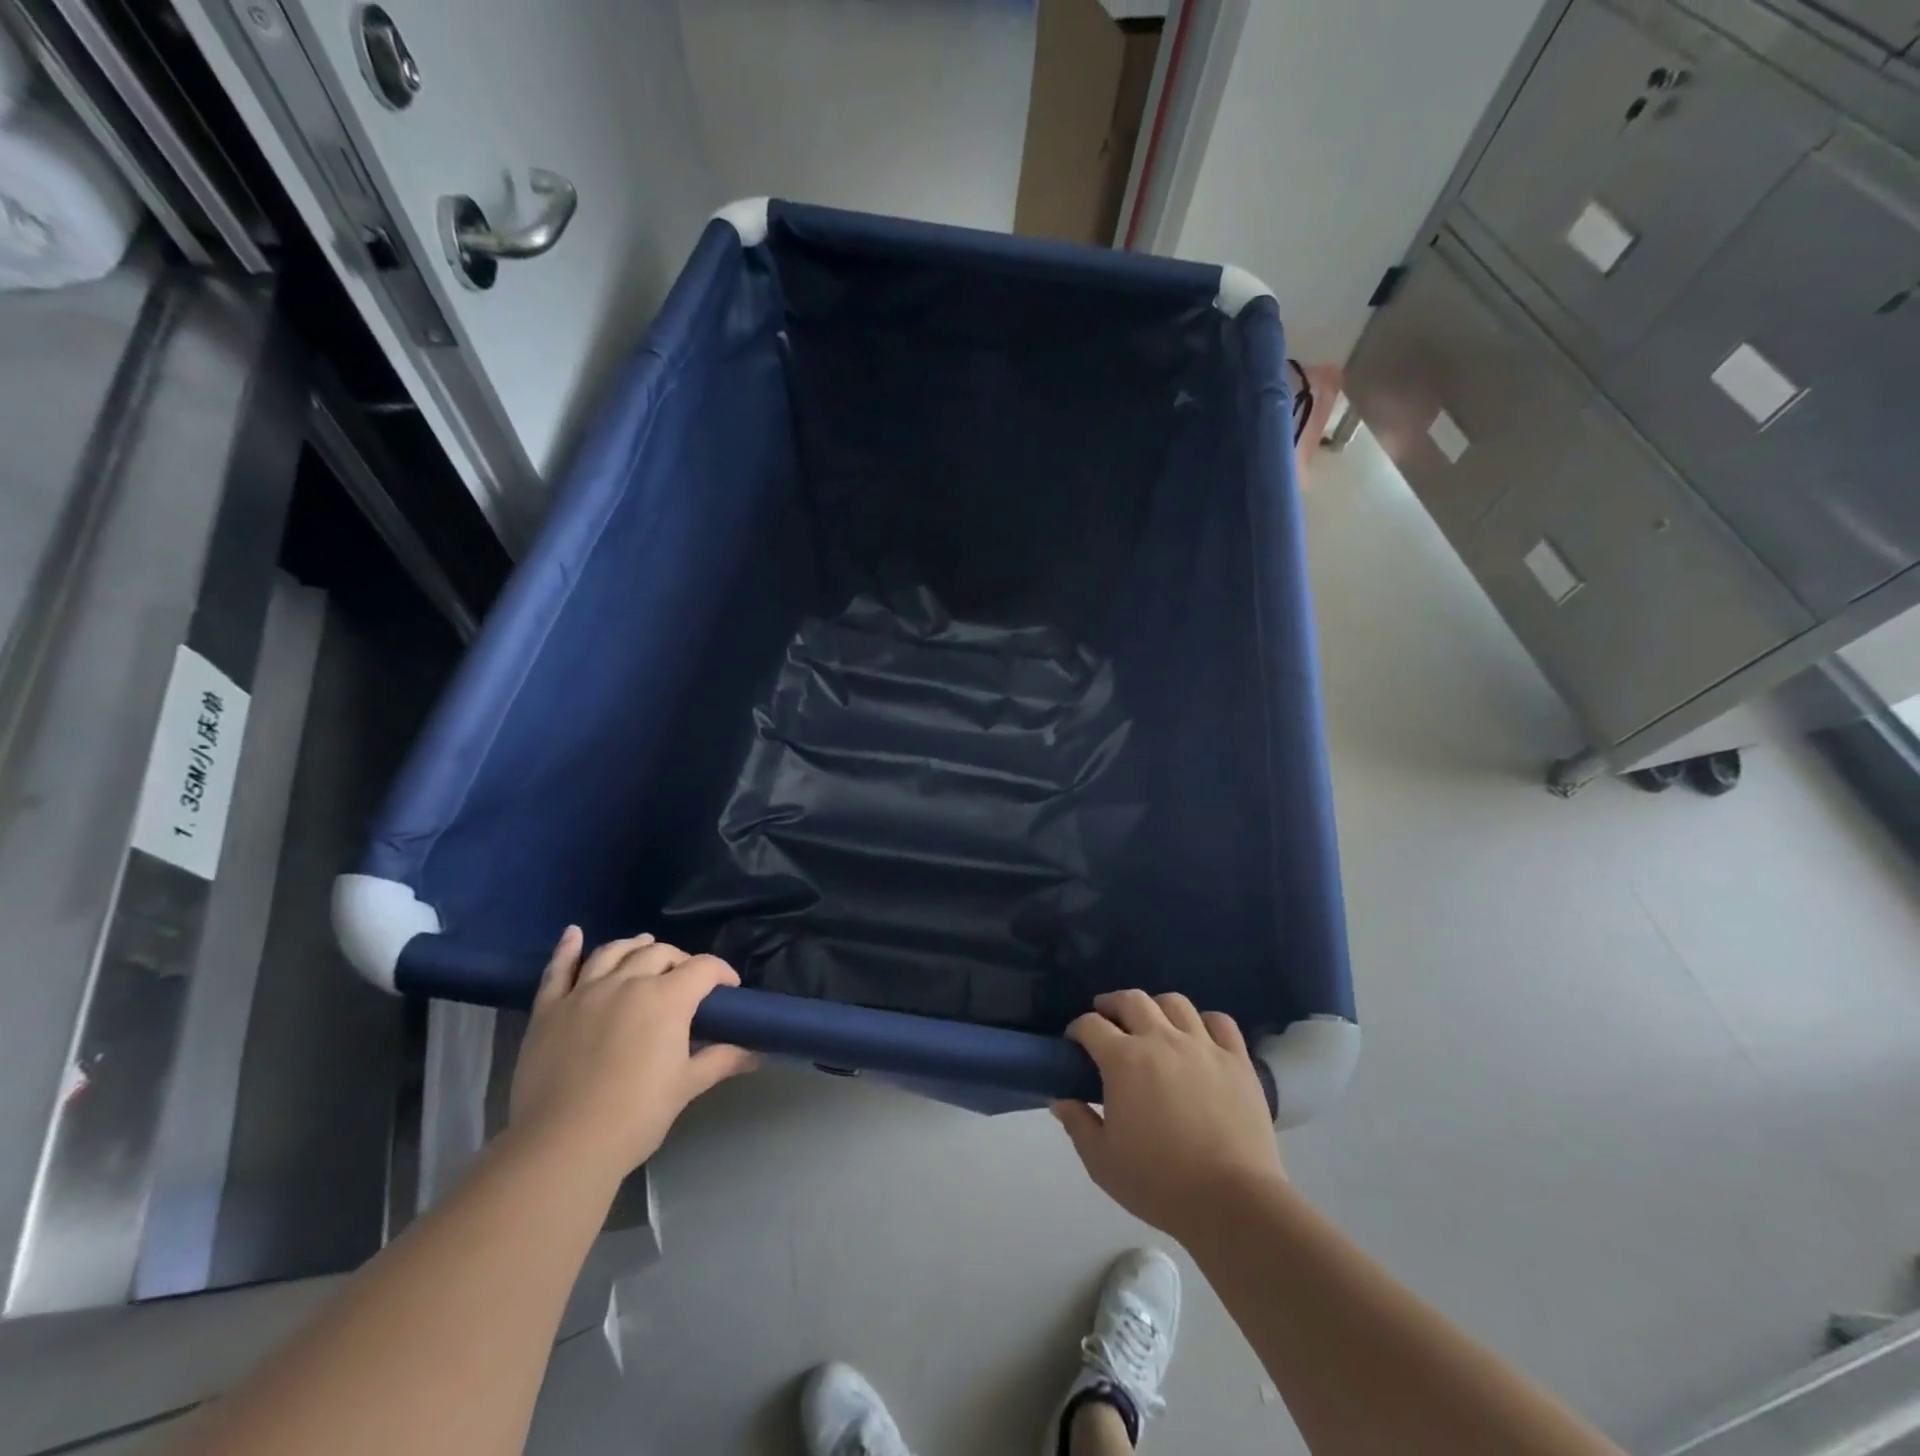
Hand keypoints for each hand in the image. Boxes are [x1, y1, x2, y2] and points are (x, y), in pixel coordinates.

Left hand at [508, 929, 758, 1176]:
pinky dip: (568, 949)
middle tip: (686, 981)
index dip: (721, 973)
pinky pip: (558, 970)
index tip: (729, 989)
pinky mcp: (550, 1009)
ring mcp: (584, 992)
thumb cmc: (635, 1115)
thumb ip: (721, 1060)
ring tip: (644, 946)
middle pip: (660, 953)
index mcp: (666, 998)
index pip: (703, 968)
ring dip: (634, 946)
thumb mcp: (686, 1086)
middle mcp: (627, 982)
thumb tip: (756, 1052)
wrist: (562, 1145)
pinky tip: (574, 934)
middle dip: (679, 960)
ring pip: (614, 952)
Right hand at [1052, 991, 1284, 1241]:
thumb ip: (1078, 1124)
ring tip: (1153, 1025)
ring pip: (1175, 1002)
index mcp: (1124, 1061)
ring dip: (1156, 1008)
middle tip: (1108, 1020)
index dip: (1077, 1029)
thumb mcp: (1102, 1162)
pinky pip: (1220, 1022)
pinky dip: (1205, 1022)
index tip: (1075, 1043)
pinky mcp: (1237, 1060)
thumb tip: (1060, 1099)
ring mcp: (1203, 1046)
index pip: (1090, 1024)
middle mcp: (1161, 1040)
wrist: (1232, 1203)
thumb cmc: (1160, 1183)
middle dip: (1112, 1004)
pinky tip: (1198, 1037)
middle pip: (1131, 1000)